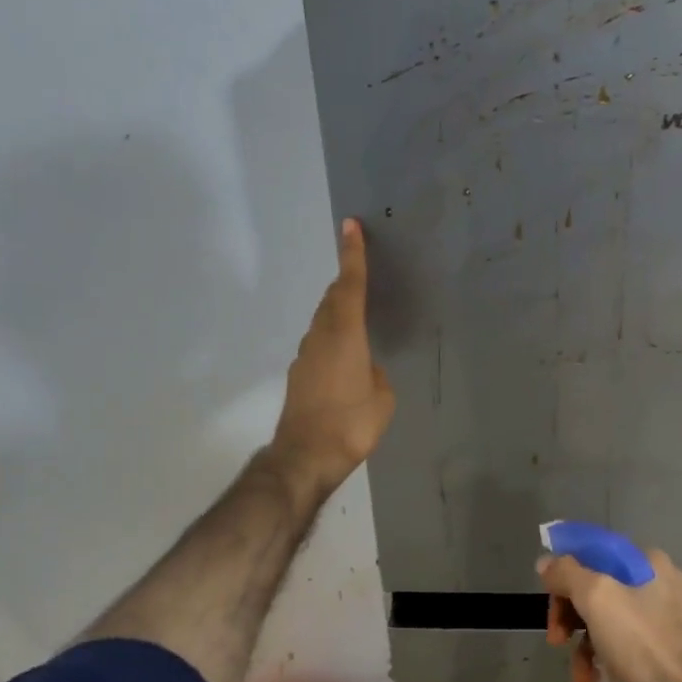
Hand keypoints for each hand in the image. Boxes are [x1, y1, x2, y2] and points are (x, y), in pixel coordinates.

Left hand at [268, 218, 395, 499]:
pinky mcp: (299, 376)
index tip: (350, 225)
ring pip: (323, 322)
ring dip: (338, 312)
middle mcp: (320, 337)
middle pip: (332, 299)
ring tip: (358, 317)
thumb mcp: (382, 397)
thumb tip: (366, 370)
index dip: (352, 254)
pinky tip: (345, 359)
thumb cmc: (351, 423)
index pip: (350, 285)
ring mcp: (305, 356)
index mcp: (345, 334)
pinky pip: (319, 344)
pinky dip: (332, 339)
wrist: (305, 456)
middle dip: (345, 282)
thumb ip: (376, 374)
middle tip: (360, 272)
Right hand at [536, 547, 681, 681]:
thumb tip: (546, 562)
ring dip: (584, 646)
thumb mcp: (597, 598)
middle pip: (597, 588)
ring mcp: (664, 618)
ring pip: (607, 621)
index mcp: (646, 562)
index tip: (549, 597)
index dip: (565, 572)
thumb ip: (567, 573)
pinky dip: (606, 661)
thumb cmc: (644, 642)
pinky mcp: (666, 650)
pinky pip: (624, 646)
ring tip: (580, 675)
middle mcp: (657, 583)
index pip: (593, 552)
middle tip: (556, 639)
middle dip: (570, 615)